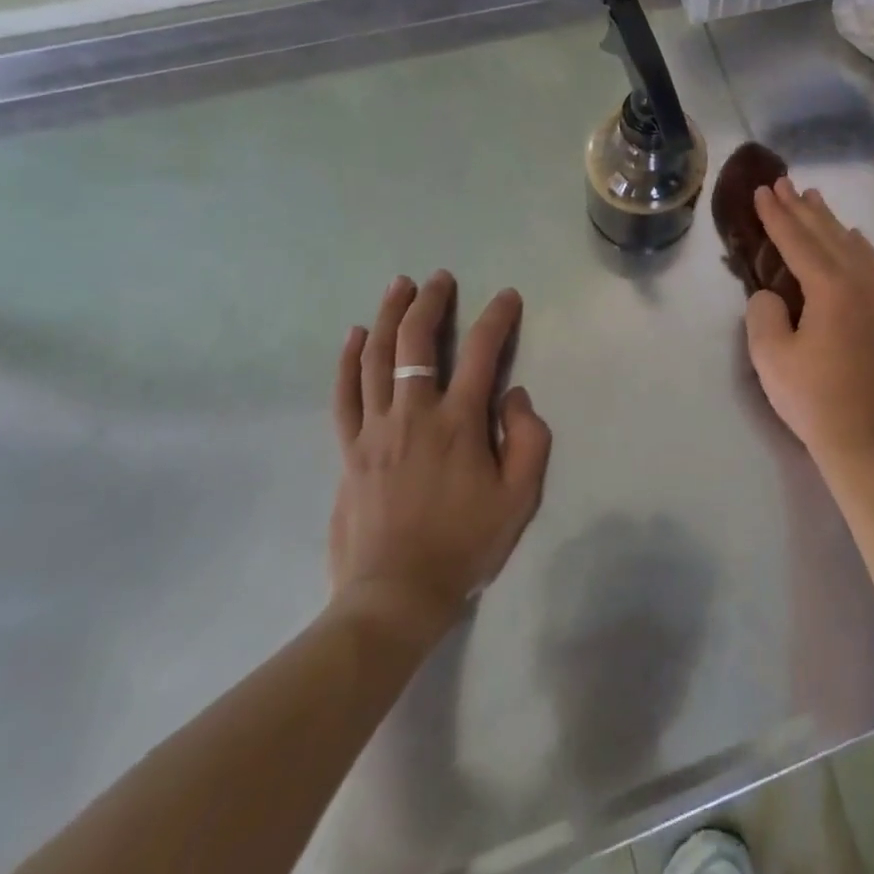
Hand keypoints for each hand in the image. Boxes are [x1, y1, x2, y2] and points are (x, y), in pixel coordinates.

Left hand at [327, 271, 551, 644]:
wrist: (395, 595)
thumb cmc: (465, 544)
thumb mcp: (520, 497)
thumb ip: (528, 438)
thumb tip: (513, 395)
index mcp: (459, 423)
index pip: (483, 352)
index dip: (497, 317)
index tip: (507, 296)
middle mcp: (414, 414)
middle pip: (418, 342)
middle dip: (431, 303)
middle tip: (440, 278)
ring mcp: (375, 429)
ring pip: (378, 358)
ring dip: (390, 315)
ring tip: (400, 286)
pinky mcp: (349, 449)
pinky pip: (345, 394)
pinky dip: (349, 360)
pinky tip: (356, 335)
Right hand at [744, 178, 873, 473]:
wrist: (862, 437)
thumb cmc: (811, 397)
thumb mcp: (769, 355)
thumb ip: (764, 311)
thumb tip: (774, 294)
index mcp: (831, 289)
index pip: (798, 242)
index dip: (777, 216)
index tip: (763, 191)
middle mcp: (861, 283)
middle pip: (828, 236)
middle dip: (802, 209)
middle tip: (783, 183)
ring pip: (854, 247)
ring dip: (831, 222)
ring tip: (815, 199)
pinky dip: (864, 248)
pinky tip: (857, 239)